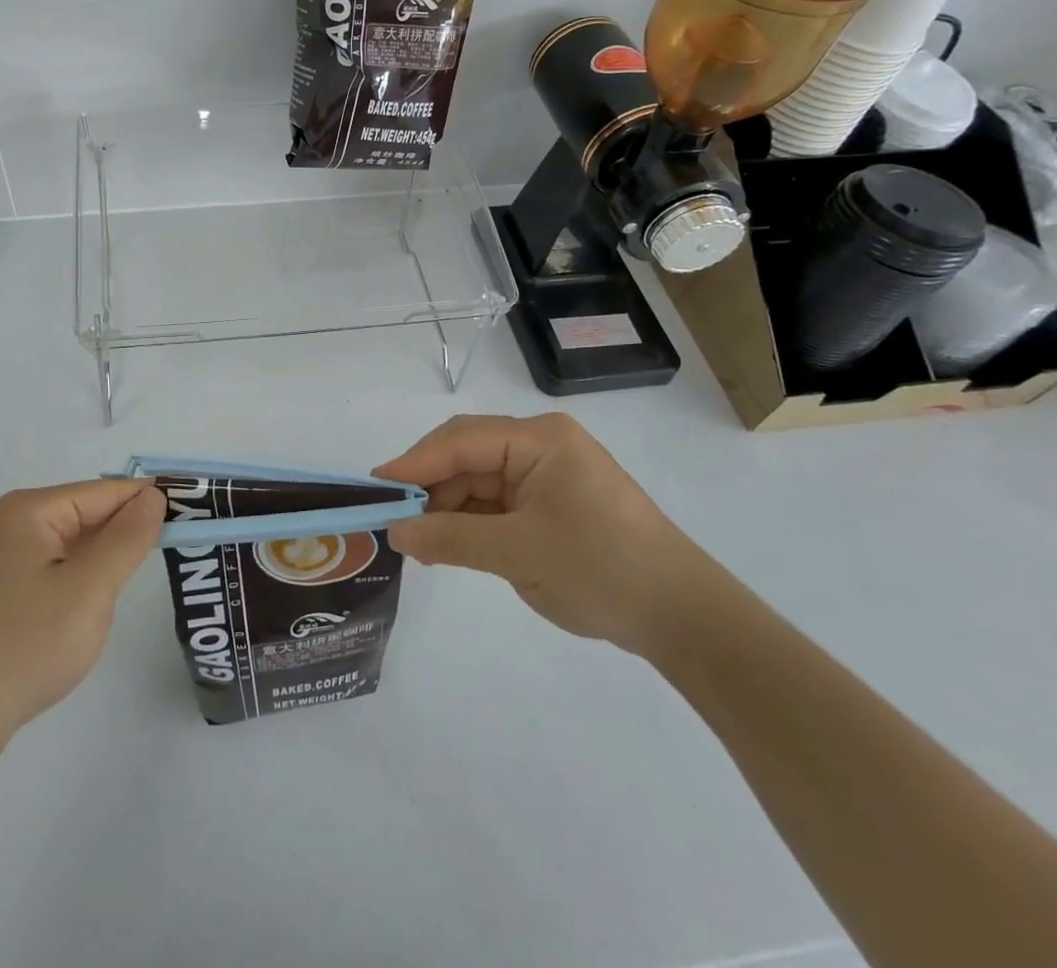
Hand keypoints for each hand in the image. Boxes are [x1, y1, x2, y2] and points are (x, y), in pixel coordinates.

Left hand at [0, 480, 164, 747]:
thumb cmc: (22, 647)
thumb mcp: (89, 589)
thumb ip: (127, 538)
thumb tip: (154, 496)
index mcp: (31, 510)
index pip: (107, 491)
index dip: (151, 503)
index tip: (194, 520)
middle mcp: (12, 524)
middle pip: (88, 516)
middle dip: (125, 537)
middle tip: (172, 560)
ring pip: (72, 548)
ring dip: (101, 566)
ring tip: (125, 593)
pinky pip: (52, 573)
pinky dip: (77, 586)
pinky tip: (84, 616)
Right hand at [375, 413, 692, 654]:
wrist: (681, 617)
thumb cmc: (602, 569)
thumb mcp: (519, 554)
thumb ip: (451, 539)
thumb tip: (394, 533)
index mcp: (539, 439)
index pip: (462, 440)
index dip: (415, 462)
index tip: (375, 487)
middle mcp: (540, 446)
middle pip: (467, 456)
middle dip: (430, 487)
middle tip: (393, 521)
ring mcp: (545, 475)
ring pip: (478, 481)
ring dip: (447, 508)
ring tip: (417, 542)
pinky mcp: (549, 503)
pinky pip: (496, 504)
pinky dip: (469, 522)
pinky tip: (446, 544)